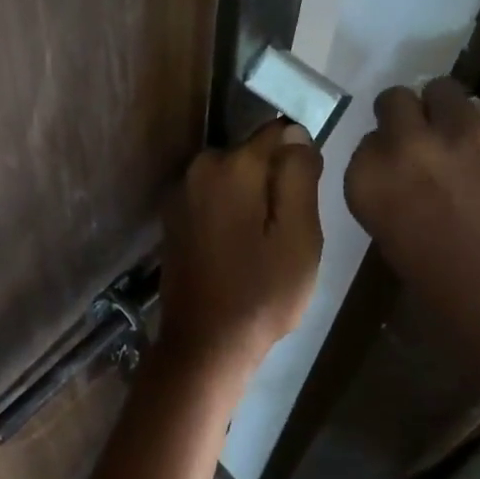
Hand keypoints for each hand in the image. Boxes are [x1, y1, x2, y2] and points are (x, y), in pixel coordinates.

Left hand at [160, 121, 323, 369]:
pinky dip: (232, 214)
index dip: (300, 162)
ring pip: (235, 179)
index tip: (305, 200)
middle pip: (254, 156)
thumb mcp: (299, 235)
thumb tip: (296, 133)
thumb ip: (299, 175)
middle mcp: (199, 168)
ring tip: (264, 245)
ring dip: (253, 200)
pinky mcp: (173, 218)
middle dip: (274, 183)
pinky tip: (240, 250)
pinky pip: (215, 199)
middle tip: (287, 232)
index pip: (279, 133)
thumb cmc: (262, 293)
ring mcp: (180, 194)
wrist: (206, 345)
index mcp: (231, 166)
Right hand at [343, 78, 479, 408]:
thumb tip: (408, 175)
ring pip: (446, 91)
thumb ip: (392, 196)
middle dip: (408, 118)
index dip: (384, 154)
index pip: (366, 141)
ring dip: (448, 114)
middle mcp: (412, 145)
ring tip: (466, 148)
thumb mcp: (396, 245)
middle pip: (397, 100)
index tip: (397, 172)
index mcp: (371, 180)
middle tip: (425, 144)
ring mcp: (468, 134)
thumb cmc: (451, 300)